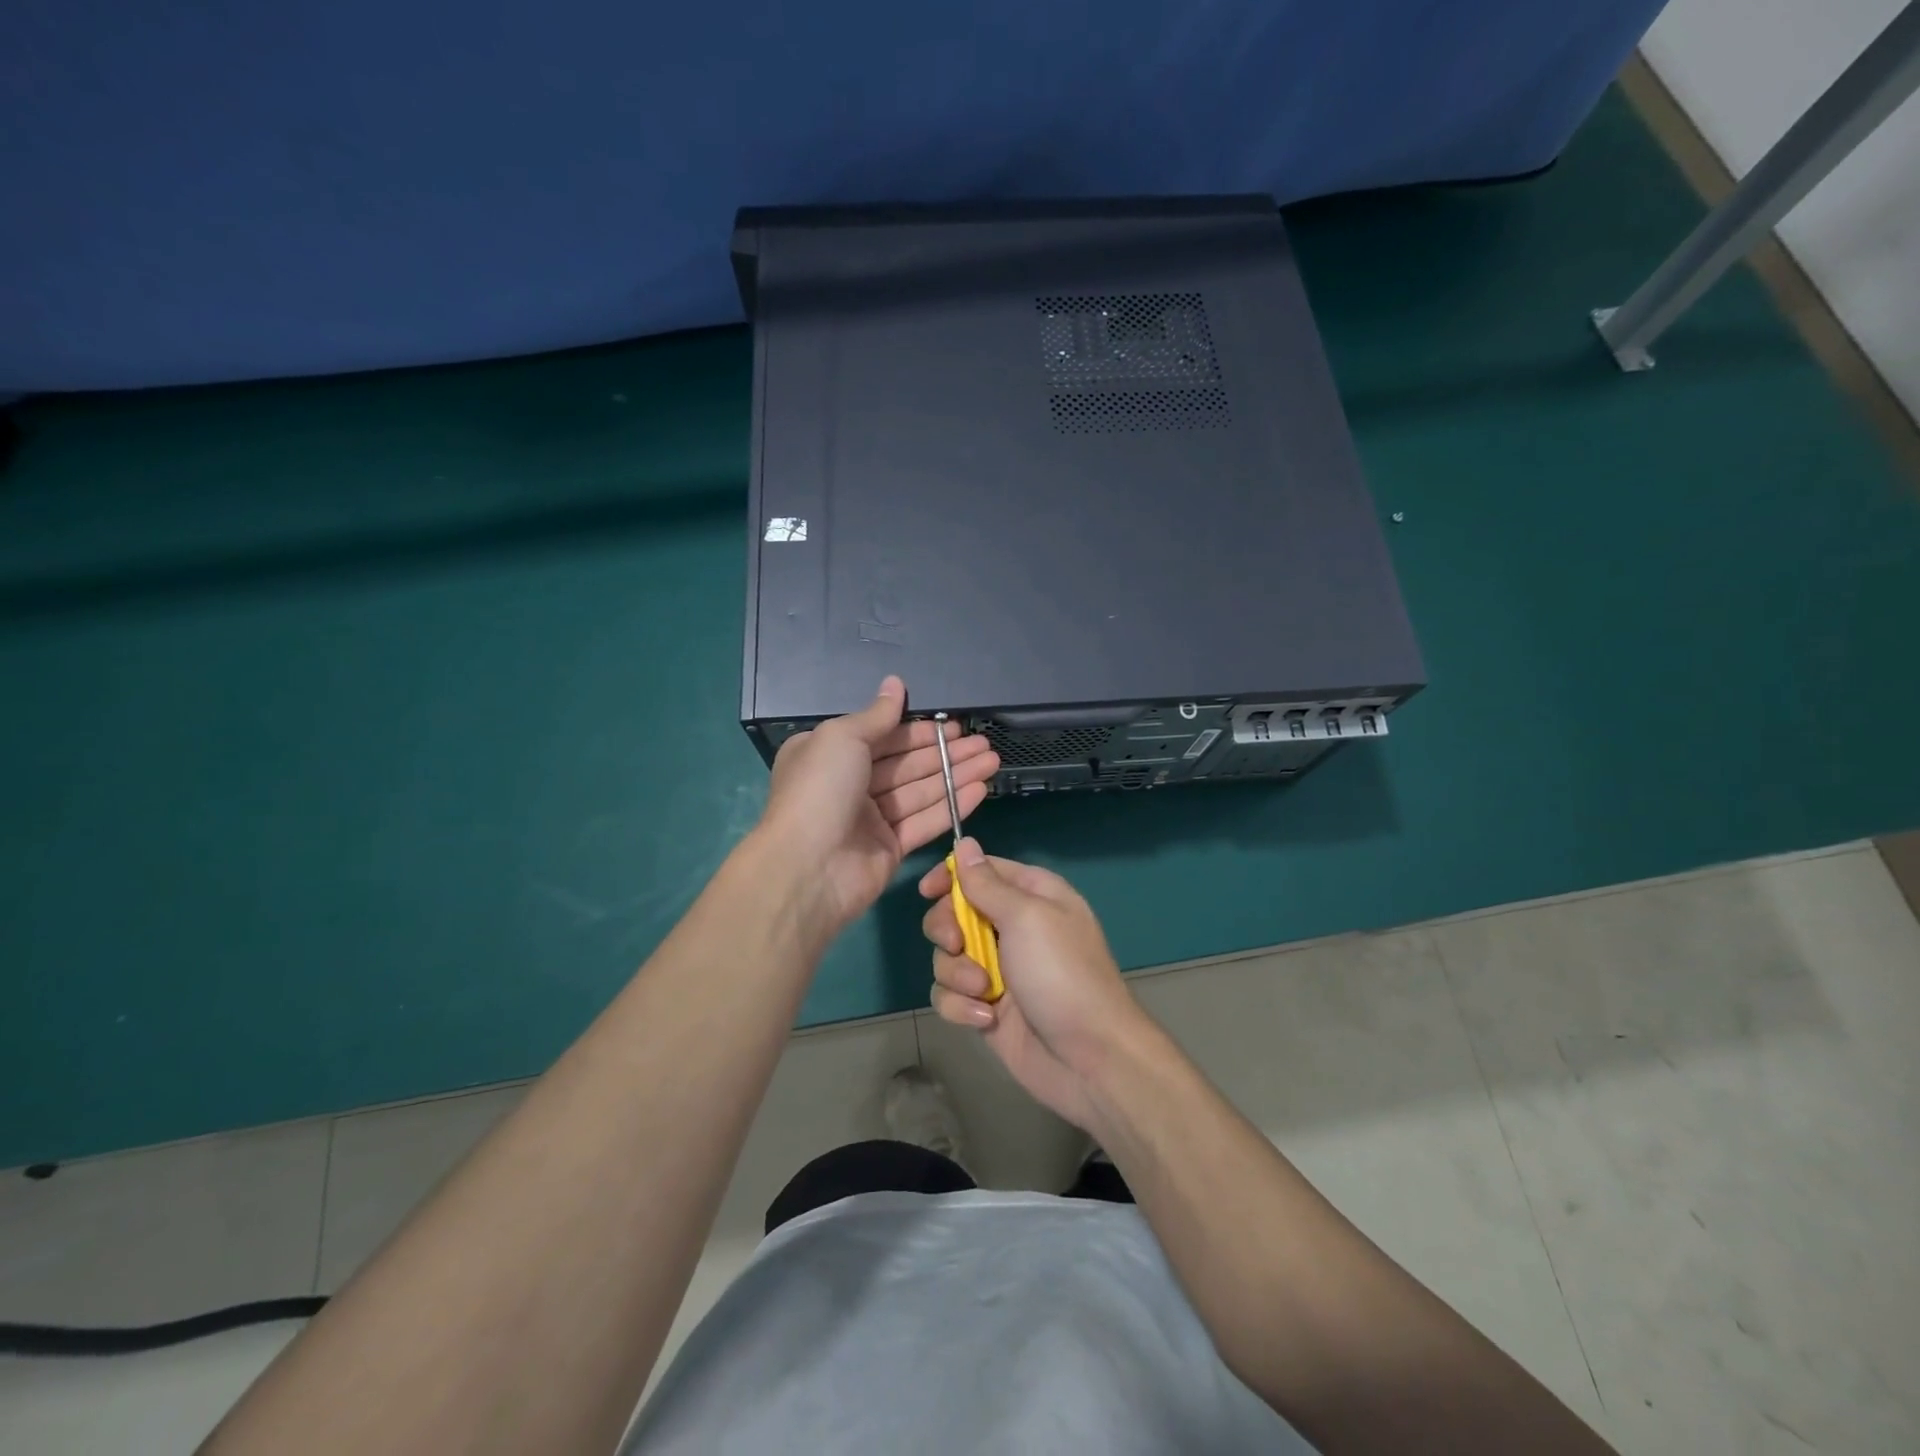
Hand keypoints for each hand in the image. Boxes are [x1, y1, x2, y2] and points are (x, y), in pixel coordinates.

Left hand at [758, 677, 998, 934]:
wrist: (808, 868)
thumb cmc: (820, 790)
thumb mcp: (842, 738)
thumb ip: (877, 714)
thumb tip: (895, 683)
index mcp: (830, 755)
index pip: (883, 736)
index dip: (919, 731)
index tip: (953, 725)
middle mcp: (850, 784)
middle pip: (906, 764)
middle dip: (945, 752)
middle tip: (983, 743)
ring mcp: (871, 819)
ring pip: (921, 790)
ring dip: (956, 775)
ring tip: (992, 760)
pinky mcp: (891, 848)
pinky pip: (925, 821)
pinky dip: (952, 805)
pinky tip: (980, 789)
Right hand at [919, 840, 1150, 1132]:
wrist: (1090, 1057)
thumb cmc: (1062, 974)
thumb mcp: (1026, 917)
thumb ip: (987, 883)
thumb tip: (965, 844)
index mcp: (1030, 895)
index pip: (980, 870)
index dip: (950, 876)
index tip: (927, 891)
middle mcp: (1012, 927)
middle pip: (954, 913)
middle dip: (947, 930)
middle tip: (957, 945)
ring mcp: (998, 970)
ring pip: (947, 957)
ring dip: (958, 975)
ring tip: (985, 992)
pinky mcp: (985, 1007)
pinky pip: (950, 996)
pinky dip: (962, 1007)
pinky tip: (987, 1020)